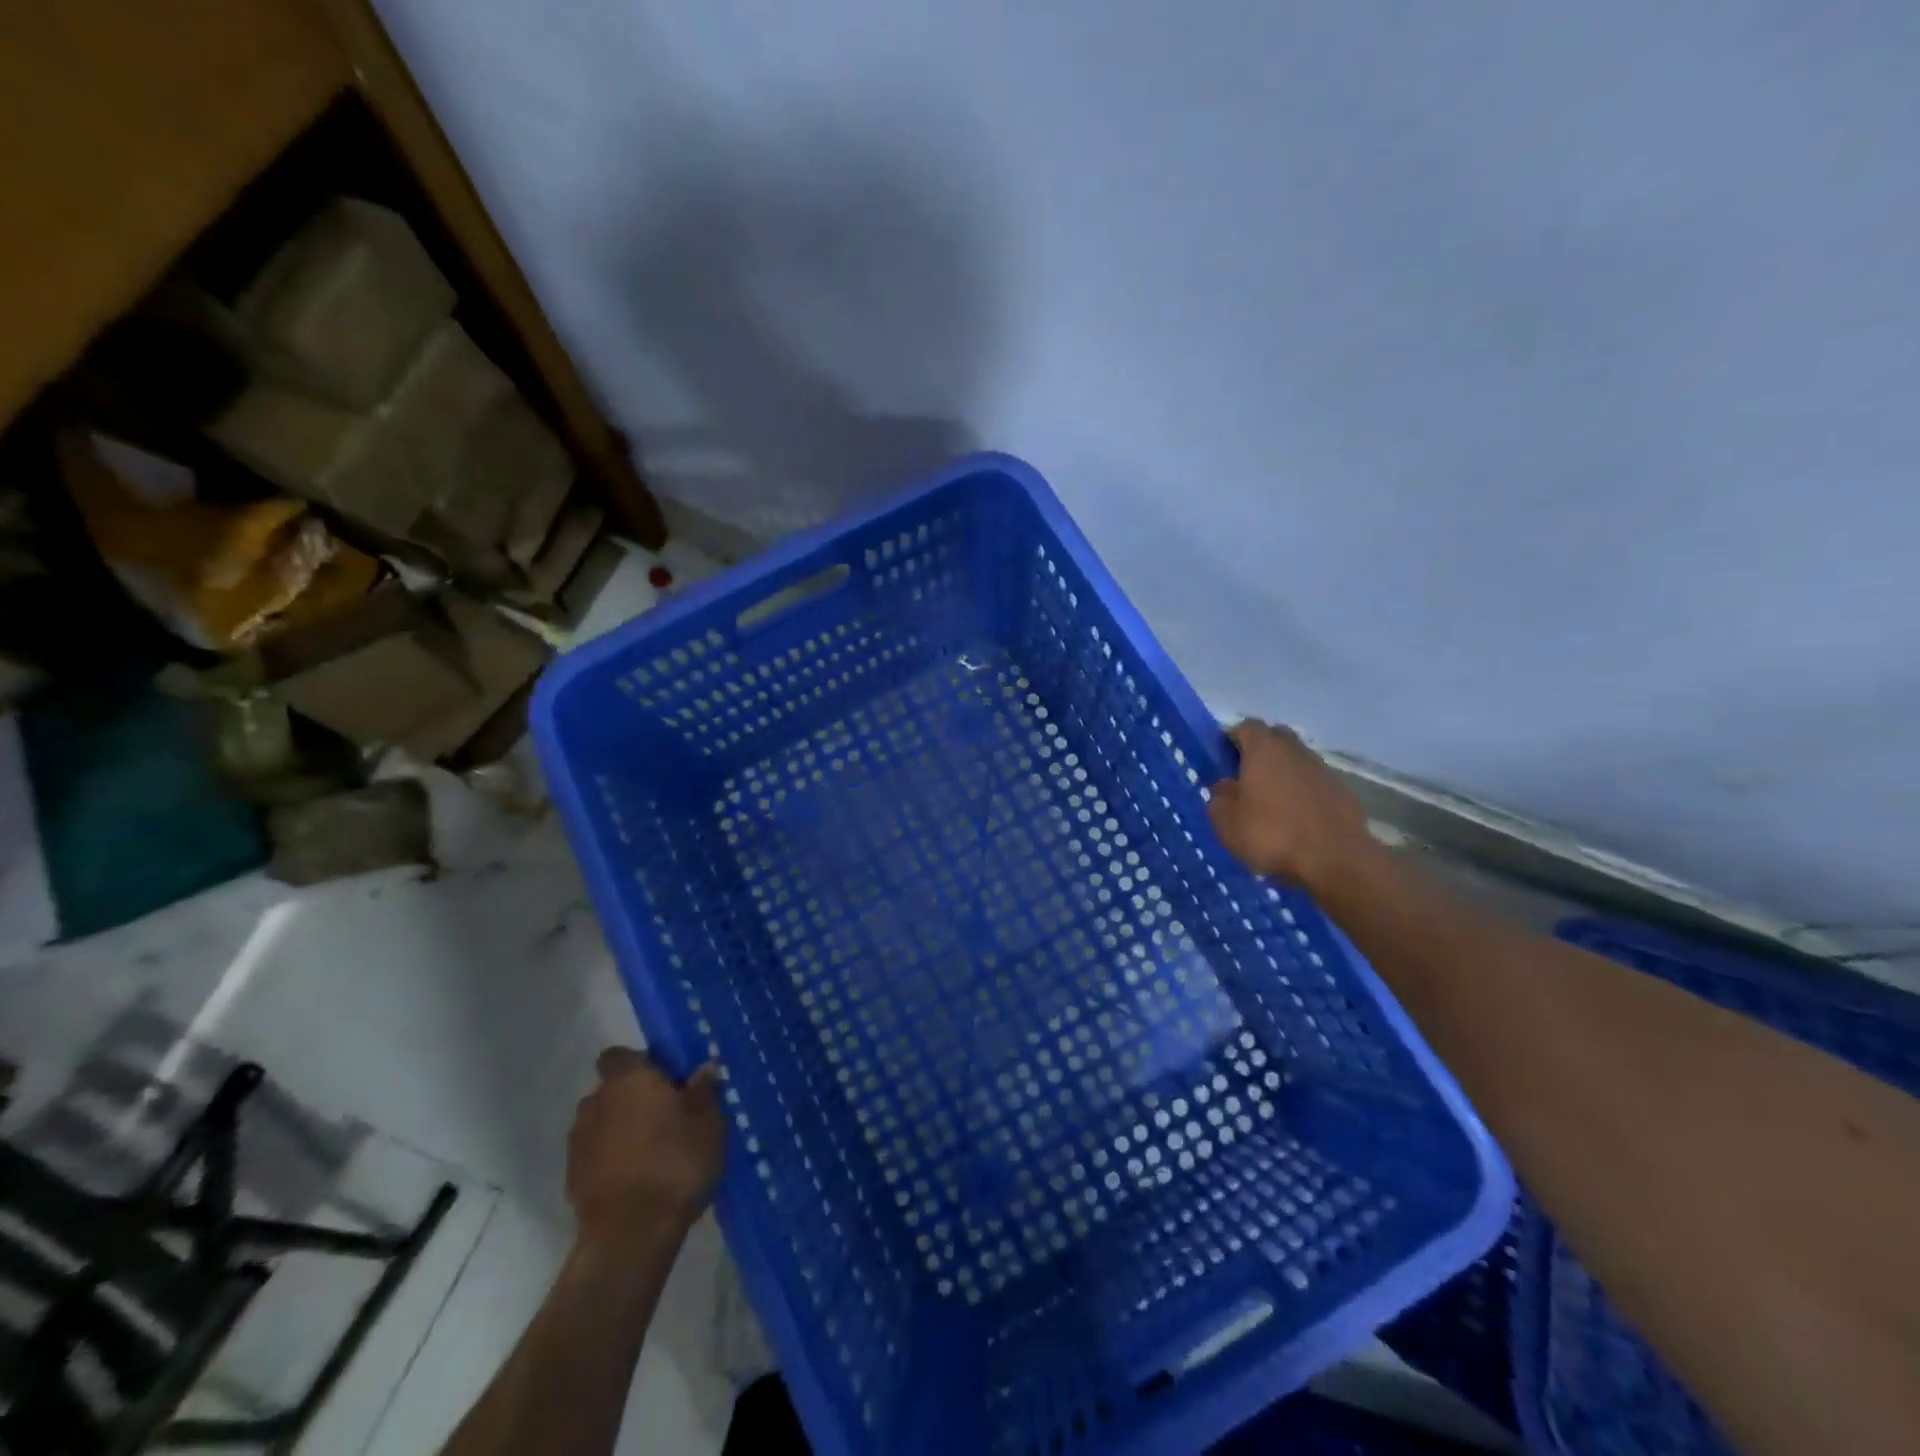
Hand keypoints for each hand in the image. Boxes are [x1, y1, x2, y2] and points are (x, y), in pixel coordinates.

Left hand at [567, 1048, 724, 1246]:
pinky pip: (595, 1154)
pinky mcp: (572, 1177)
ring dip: (620, 1129)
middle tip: (666, 1116)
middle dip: (633, 1098)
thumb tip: (704, 1068)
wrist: (630, 1234)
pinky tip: (636, 1177)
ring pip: (602, 1122)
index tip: (666, 1080)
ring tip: (651, 1150)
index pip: (620, 1055)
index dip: (641, 1064)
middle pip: (612, 1089)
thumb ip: (704, 1091)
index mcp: (629, 1079)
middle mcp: (596, 1101)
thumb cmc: (675, 1164)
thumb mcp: (708, 1123)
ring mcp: (579, 1141)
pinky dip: (611, 1158)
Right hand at [1207, 720, 1378, 893]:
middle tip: (1247, 777)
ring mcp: (1323, 770)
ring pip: (1297, 760)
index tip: (1223, 760)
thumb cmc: (1271, 835)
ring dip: (1284, 773)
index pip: (1246, 727)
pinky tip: (1298, 818)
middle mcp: (1295, 751)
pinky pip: (1316, 783)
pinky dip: (1304, 793)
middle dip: (1260, 751)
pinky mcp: (1343, 792)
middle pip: (1276, 737)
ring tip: (1272, 802)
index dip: (1233, 739)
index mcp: (1263, 750)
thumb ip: (1219, 798)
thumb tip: (1225, 787)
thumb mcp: (1226, 822)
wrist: (1335, 859)